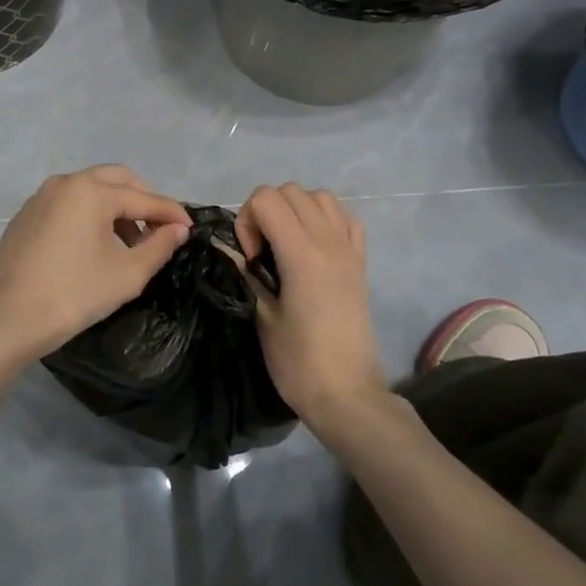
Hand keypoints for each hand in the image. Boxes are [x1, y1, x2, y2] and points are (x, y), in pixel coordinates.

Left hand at [0, 167, 191, 361]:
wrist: (9, 320)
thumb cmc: (75, 294)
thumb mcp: (127, 273)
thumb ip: (159, 246)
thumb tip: (178, 229)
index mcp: (91, 191)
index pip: (143, 197)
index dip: (170, 212)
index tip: (191, 227)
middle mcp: (65, 183)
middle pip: (116, 180)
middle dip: (142, 200)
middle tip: (159, 230)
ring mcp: (40, 197)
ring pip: (90, 190)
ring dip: (115, 208)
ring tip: (129, 244)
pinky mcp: (25, 216)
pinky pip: (67, 204)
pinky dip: (89, 215)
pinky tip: (94, 247)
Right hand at [235, 184, 389, 438]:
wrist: (348, 394)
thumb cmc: (298, 362)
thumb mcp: (262, 317)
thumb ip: (245, 274)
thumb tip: (223, 248)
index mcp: (303, 255)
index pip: (267, 199)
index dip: (247, 220)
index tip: (250, 257)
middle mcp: (329, 242)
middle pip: (291, 191)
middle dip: (267, 211)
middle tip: (263, 252)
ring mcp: (349, 250)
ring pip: (320, 197)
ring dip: (296, 210)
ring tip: (286, 245)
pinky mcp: (361, 262)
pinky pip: (345, 218)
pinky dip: (325, 220)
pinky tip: (313, 247)